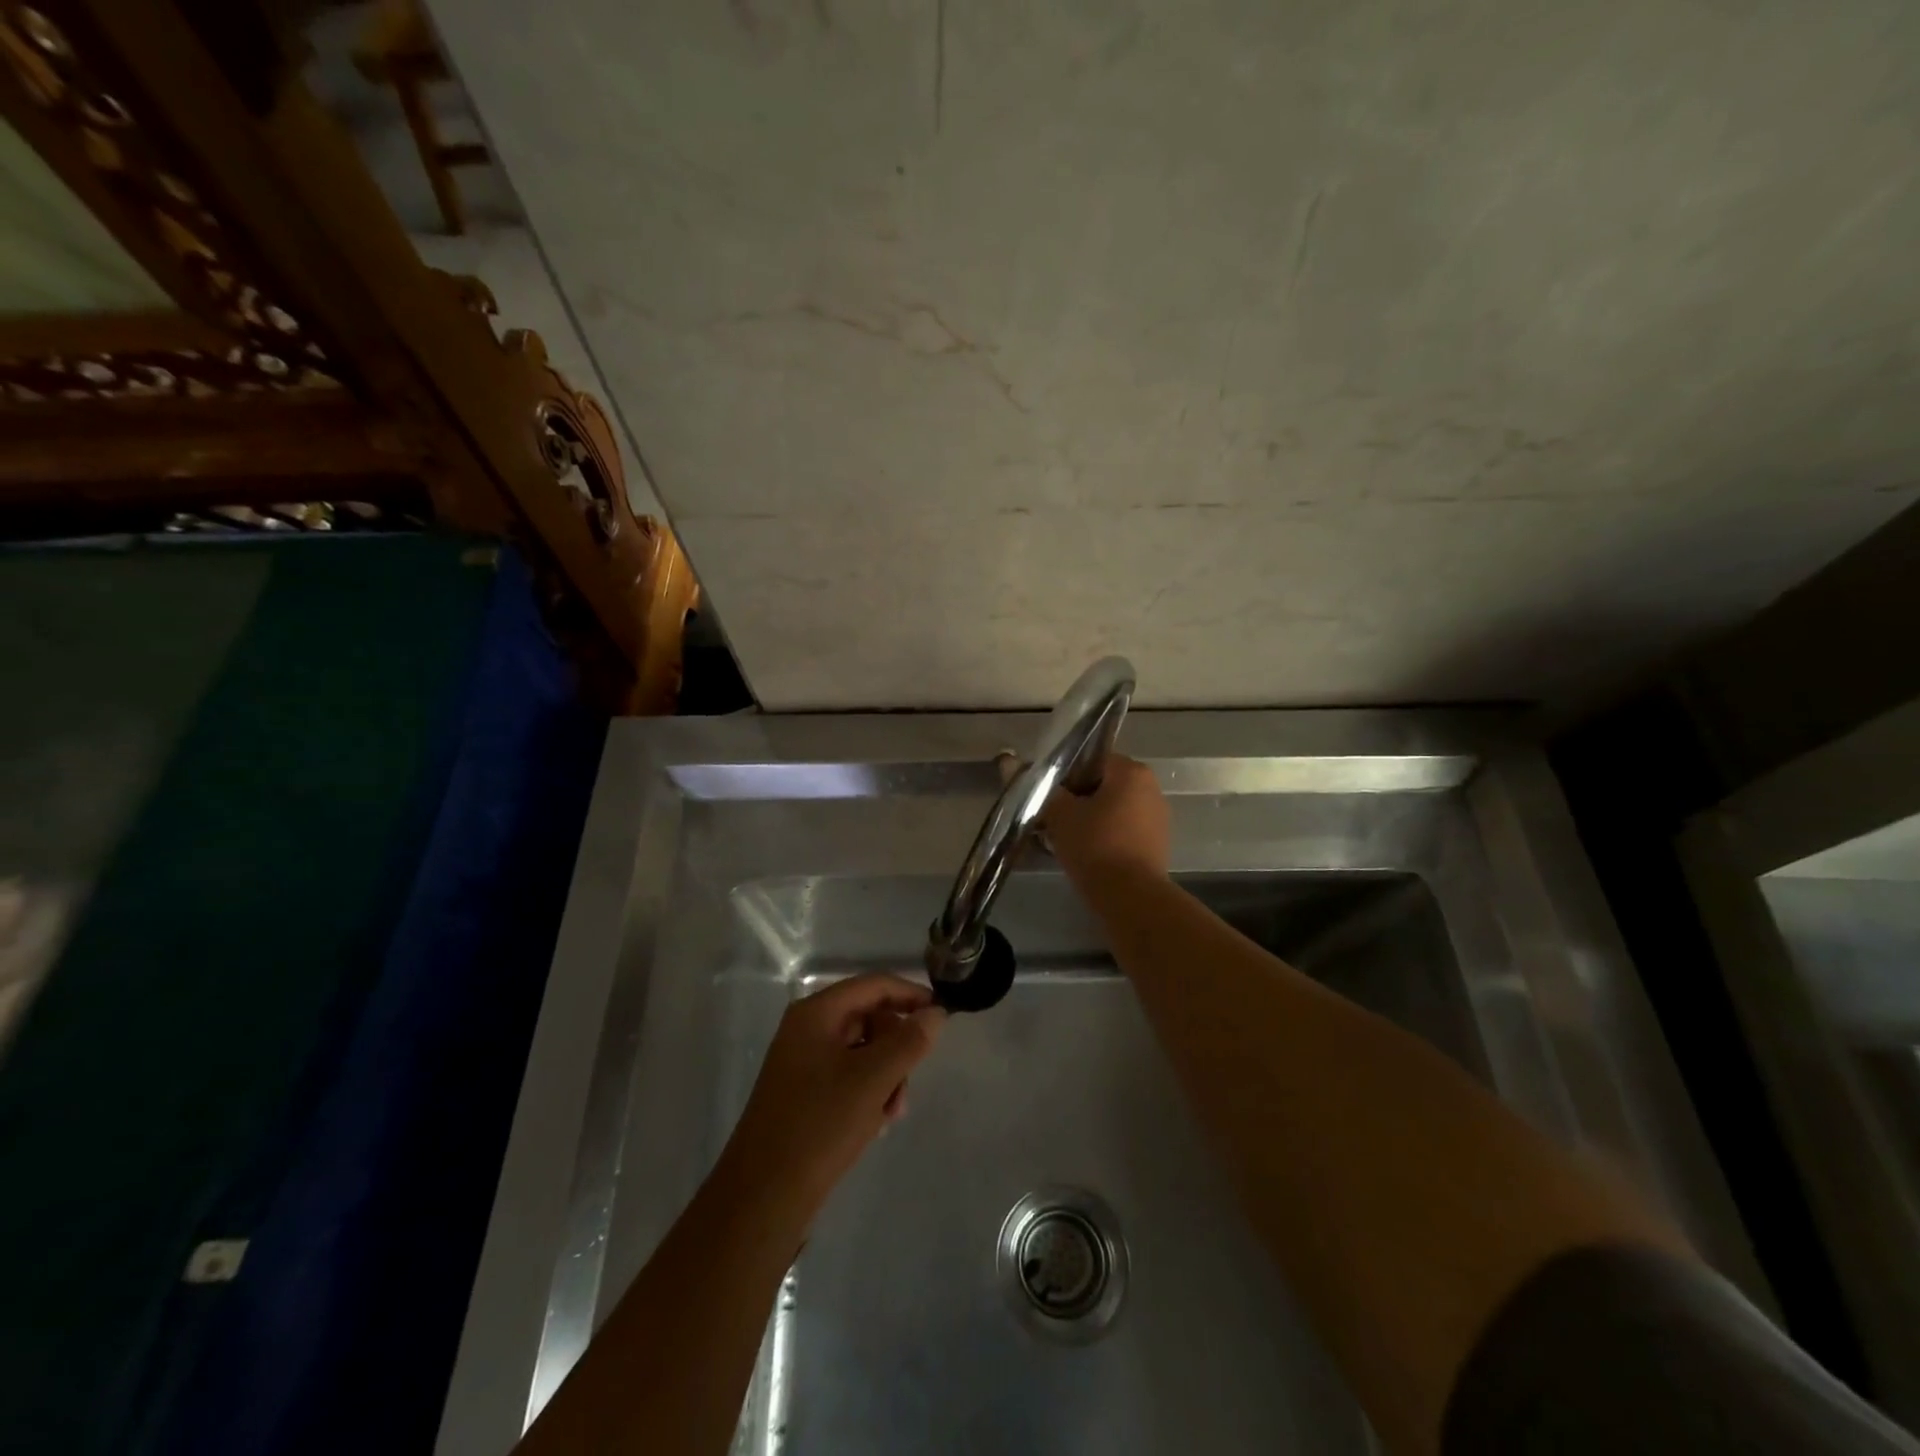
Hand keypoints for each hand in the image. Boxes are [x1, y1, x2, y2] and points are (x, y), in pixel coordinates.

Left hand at [718, 975, 945, 1224]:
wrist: (763, 1197)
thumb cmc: (819, 1125)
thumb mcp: (873, 1079)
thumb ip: (909, 1040)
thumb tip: (936, 1012)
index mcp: (816, 1013)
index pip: (874, 985)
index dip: (911, 995)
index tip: (942, 1015)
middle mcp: (807, 1029)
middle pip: (869, 1017)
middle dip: (896, 1047)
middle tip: (908, 1082)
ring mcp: (803, 1061)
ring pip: (862, 1050)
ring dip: (886, 1075)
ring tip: (891, 1113)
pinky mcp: (804, 1092)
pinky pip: (848, 1075)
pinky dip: (868, 1092)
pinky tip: (874, 1123)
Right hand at [1042, 753, 1170, 883]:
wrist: (1130, 897)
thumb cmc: (1095, 845)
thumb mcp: (1060, 814)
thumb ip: (1048, 791)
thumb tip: (1033, 777)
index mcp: (1131, 771)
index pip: (1092, 760)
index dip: (1067, 776)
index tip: (1052, 797)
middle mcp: (1151, 788)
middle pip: (1104, 785)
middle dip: (1079, 799)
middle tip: (1055, 819)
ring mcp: (1158, 817)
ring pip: (1114, 809)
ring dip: (1092, 819)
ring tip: (1068, 839)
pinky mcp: (1158, 843)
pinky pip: (1125, 830)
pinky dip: (1107, 836)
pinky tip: (1089, 854)